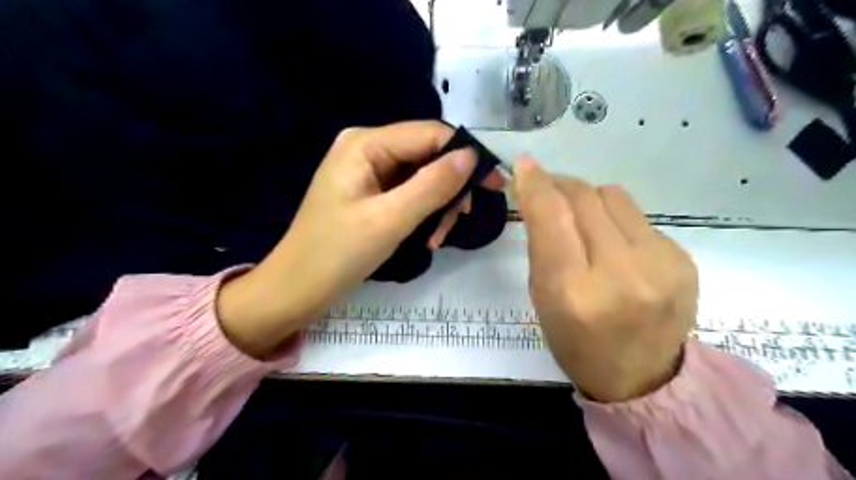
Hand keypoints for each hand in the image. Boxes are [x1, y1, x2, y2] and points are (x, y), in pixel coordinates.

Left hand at [218, 122, 502, 358]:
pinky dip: (423, 213)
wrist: (298, 288)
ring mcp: (368, 170)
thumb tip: (472, 156)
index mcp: (365, 143)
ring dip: (437, 205)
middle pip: (427, 155)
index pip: (430, 134)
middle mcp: (367, 147)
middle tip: (459, 220)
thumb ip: (433, 185)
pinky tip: (426, 236)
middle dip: (449, 188)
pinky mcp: (370, 191)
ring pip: (422, 176)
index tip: (496, 184)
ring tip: (437, 238)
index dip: (466, 155)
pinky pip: (408, 192)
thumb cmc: (337, 254)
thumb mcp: (390, 219)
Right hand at [511, 158, 698, 401]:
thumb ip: (542, 243)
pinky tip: (617, 247)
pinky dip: (618, 222)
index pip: (552, 216)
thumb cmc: (576, 342)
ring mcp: (660, 265)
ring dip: (590, 200)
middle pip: (585, 198)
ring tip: (586, 222)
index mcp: (573, 291)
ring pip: (614, 197)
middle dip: (561, 185)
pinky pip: (639, 218)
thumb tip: (540, 194)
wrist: (642, 378)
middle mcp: (619, 273)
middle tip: (550, 189)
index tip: (525, 164)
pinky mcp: (684, 260)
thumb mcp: (543, 298)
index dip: (536, 183)